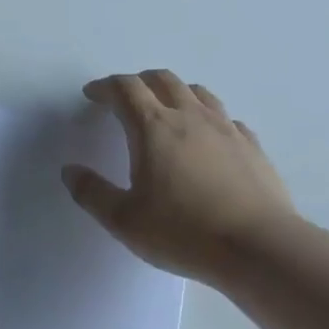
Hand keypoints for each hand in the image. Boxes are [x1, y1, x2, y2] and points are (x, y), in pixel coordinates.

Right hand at [62, 71, 295, 285]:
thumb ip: (91, 193)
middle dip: (138, 82)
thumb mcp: (123, 220)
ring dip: (175, 92)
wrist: (258, 247)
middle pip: (162, 80)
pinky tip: (207, 138)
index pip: (125, 89)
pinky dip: (208, 117)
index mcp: (153, 127)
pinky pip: (226, 118)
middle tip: (124, 97)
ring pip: (197, 92)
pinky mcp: (252, 146)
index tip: (92, 95)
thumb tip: (70, 171)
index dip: (105, 87)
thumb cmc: (183, 232)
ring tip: (165, 108)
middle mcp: (190, 116)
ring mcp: (226, 128)